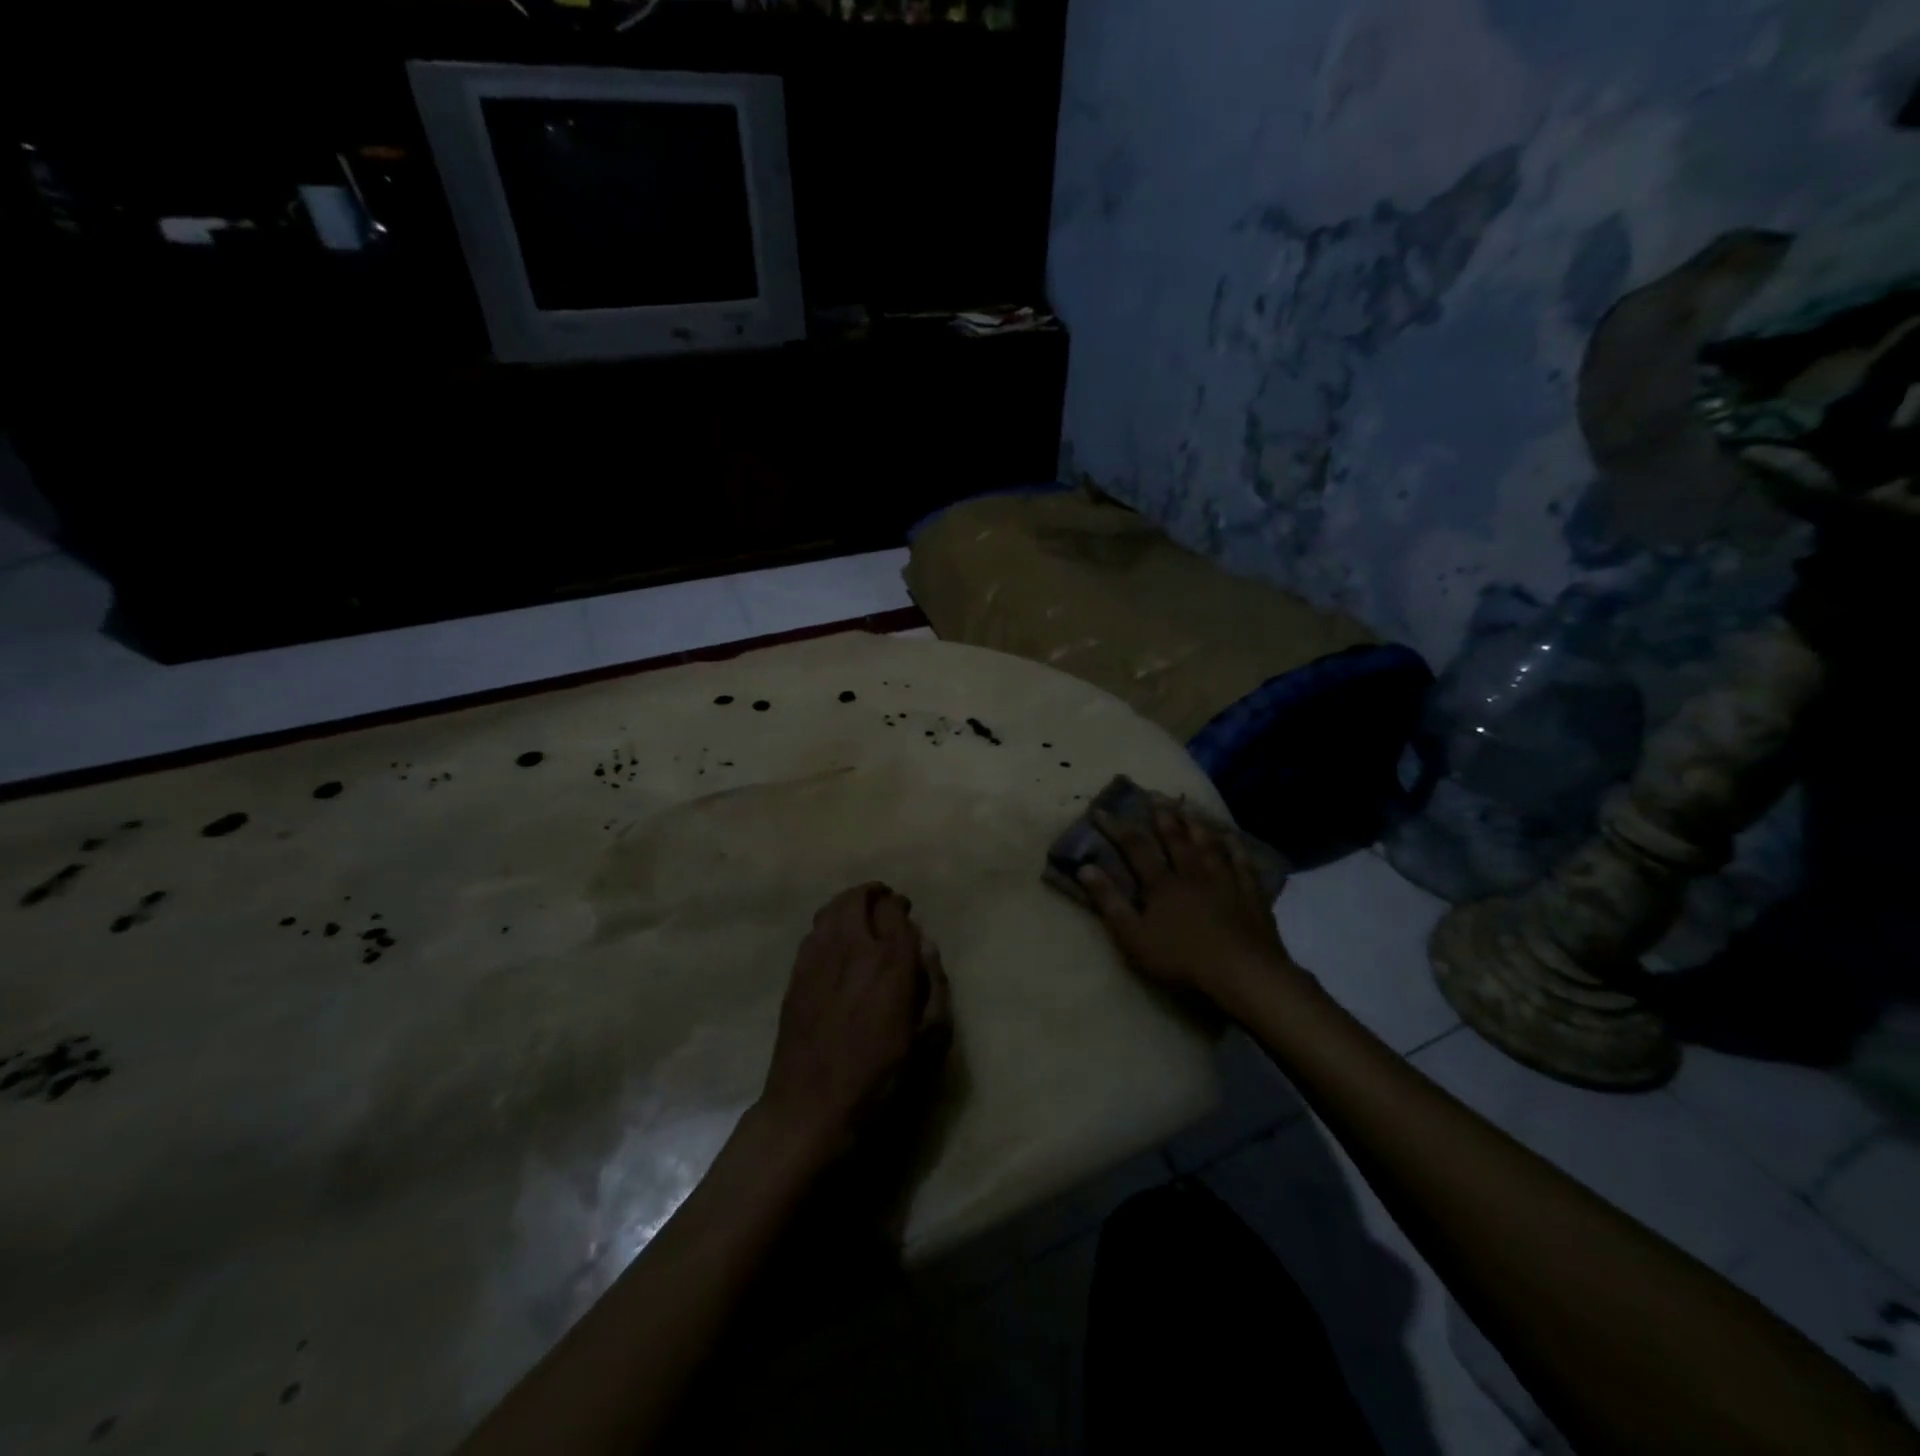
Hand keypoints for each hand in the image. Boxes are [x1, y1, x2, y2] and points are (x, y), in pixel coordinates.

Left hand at [758, 882, 950, 1162]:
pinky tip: (835, 942)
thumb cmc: (879, 1076)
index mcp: (890, 961)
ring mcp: (819, 956)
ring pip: (832, 908)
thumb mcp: (928, 1038)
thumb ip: (933, 985)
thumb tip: (925, 947)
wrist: (812, 1104)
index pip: (893, 909)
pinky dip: (828, 925)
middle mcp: (853, 947)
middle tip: (883, 906)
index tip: (905, 914)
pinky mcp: (796, 972)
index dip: (900, 907)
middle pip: (859, 898)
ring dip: (848, 904)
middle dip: (874, 895)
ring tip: (859, 916)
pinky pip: (814, 931)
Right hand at [1078, 799, 1305, 1010]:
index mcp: (1162, 884)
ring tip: (1189, 806)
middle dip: (1162, 816)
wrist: (1243, 973)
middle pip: (1175, 838)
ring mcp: (1225, 881)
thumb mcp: (1134, 937)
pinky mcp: (1251, 895)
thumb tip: (1085, 868)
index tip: (1100, 810)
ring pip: (1208, 844)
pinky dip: (1236, 847)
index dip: (1116, 828)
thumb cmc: (1182, 959)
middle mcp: (1192, 873)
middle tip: (1154, 794)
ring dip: (1196, 824)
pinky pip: (1243, 863)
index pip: (1135, 847)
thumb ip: (1109, 902)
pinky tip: (1232, 836)